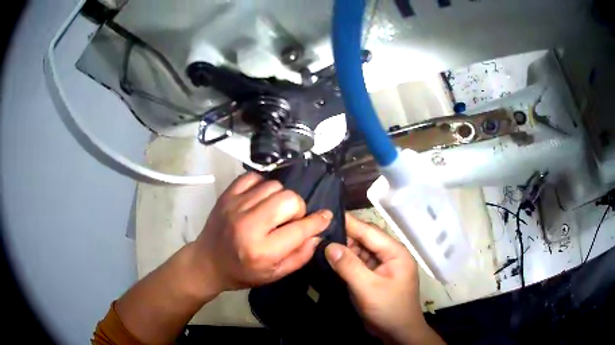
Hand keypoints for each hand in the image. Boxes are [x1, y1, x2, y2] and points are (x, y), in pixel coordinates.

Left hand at [192, 172, 331, 293]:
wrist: (207, 262)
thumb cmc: (242, 273)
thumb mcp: (274, 275)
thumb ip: (300, 256)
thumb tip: (317, 234)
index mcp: (262, 250)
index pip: (300, 229)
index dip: (318, 221)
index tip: (326, 216)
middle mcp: (248, 225)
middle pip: (289, 199)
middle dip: (298, 209)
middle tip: (291, 220)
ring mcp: (235, 206)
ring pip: (274, 185)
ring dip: (280, 198)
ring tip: (274, 211)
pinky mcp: (226, 195)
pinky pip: (254, 177)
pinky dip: (262, 186)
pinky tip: (260, 200)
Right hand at [325, 214, 443, 344]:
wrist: (398, 333)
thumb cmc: (388, 309)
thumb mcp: (368, 288)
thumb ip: (349, 266)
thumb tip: (329, 245)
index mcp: (395, 252)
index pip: (369, 231)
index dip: (349, 222)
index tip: (326, 214)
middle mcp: (389, 255)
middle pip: (364, 240)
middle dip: (343, 236)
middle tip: (318, 230)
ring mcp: (382, 266)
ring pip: (360, 252)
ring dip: (343, 249)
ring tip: (320, 242)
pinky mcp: (374, 276)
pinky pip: (359, 264)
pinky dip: (345, 261)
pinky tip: (330, 259)